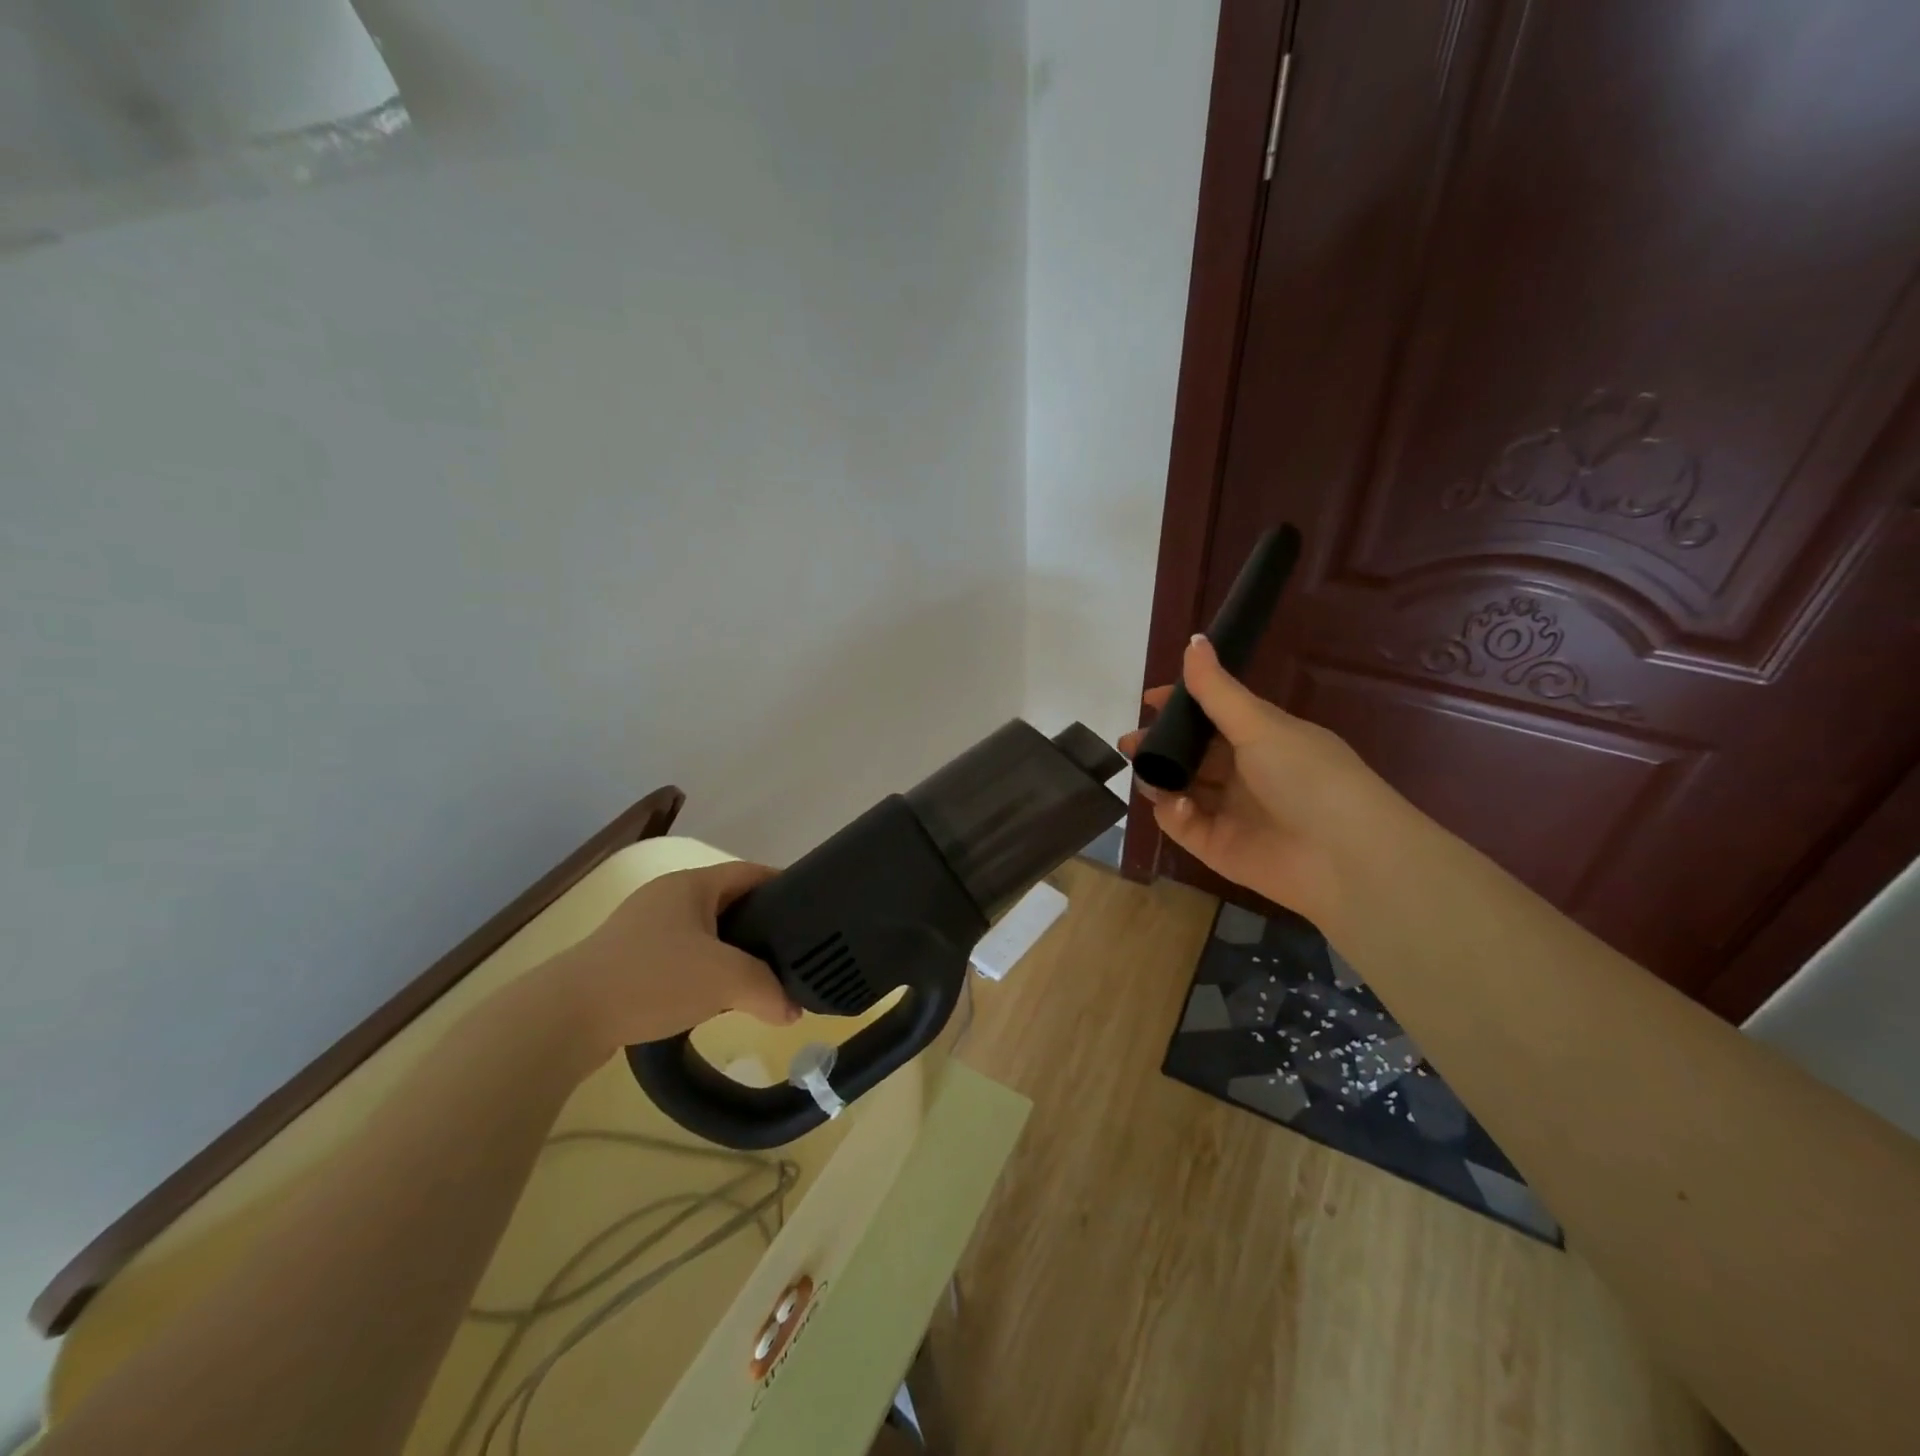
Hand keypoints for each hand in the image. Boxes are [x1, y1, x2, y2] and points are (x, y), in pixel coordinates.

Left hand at [537, 861, 800, 1063]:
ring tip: (759, 978)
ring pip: (704, 932)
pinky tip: (713, 998)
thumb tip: (792, 1010)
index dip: (784, 887)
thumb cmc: (652, 979)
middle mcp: (667, 897)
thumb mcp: (724, 980)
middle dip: (760, 926)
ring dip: (731, 952)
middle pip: (729, 902)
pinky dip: (703, 971)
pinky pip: (680, 956)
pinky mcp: (627, 959)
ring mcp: (642, 928)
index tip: (811, 912)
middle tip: (791, 952)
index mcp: (691, 884)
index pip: (751, 872)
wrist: (564, 1018)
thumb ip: (768, 990)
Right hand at [1119, 636, 1396, 931]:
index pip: (1212, 716)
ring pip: (1180, 787)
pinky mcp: (1215, 846)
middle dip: (1158, 745)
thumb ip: (1218, 690)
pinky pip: (1181, 823)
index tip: (1149, 701)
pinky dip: (1173, 812)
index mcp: (1261, 739)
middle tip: (1131, 743)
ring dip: (1159, 777)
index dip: (1180, 708)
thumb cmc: (1308, 776)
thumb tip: (1194, 640)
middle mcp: (1243, 773)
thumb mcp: (1261, 726)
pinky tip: (1178, 804)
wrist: (1344, 856)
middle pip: (1190, 753)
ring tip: (1146, 771)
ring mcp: (1228, 811)